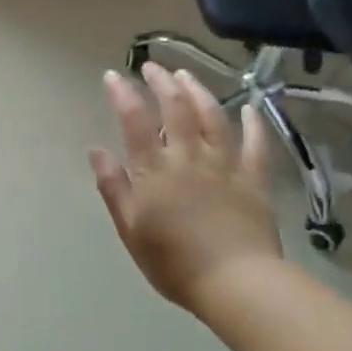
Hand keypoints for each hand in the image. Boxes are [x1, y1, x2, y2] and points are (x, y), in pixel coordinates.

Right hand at [89, 63, 281, 309]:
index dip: (122, 94)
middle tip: (152, 67)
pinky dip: (253, 123)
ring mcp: (224, 165)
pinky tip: (250, 107)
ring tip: (186, 75)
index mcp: (154, 170)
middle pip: (175, 109)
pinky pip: (255, 145)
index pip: (134, 121)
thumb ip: (113, 187)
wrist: (235, 284)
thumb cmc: (174, 262)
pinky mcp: (253, 180)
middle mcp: (188, 157)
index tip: (112, 75)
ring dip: (198, 91)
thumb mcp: (130, 229)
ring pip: (212, 117)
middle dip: (161, 83)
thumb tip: (96, 149)